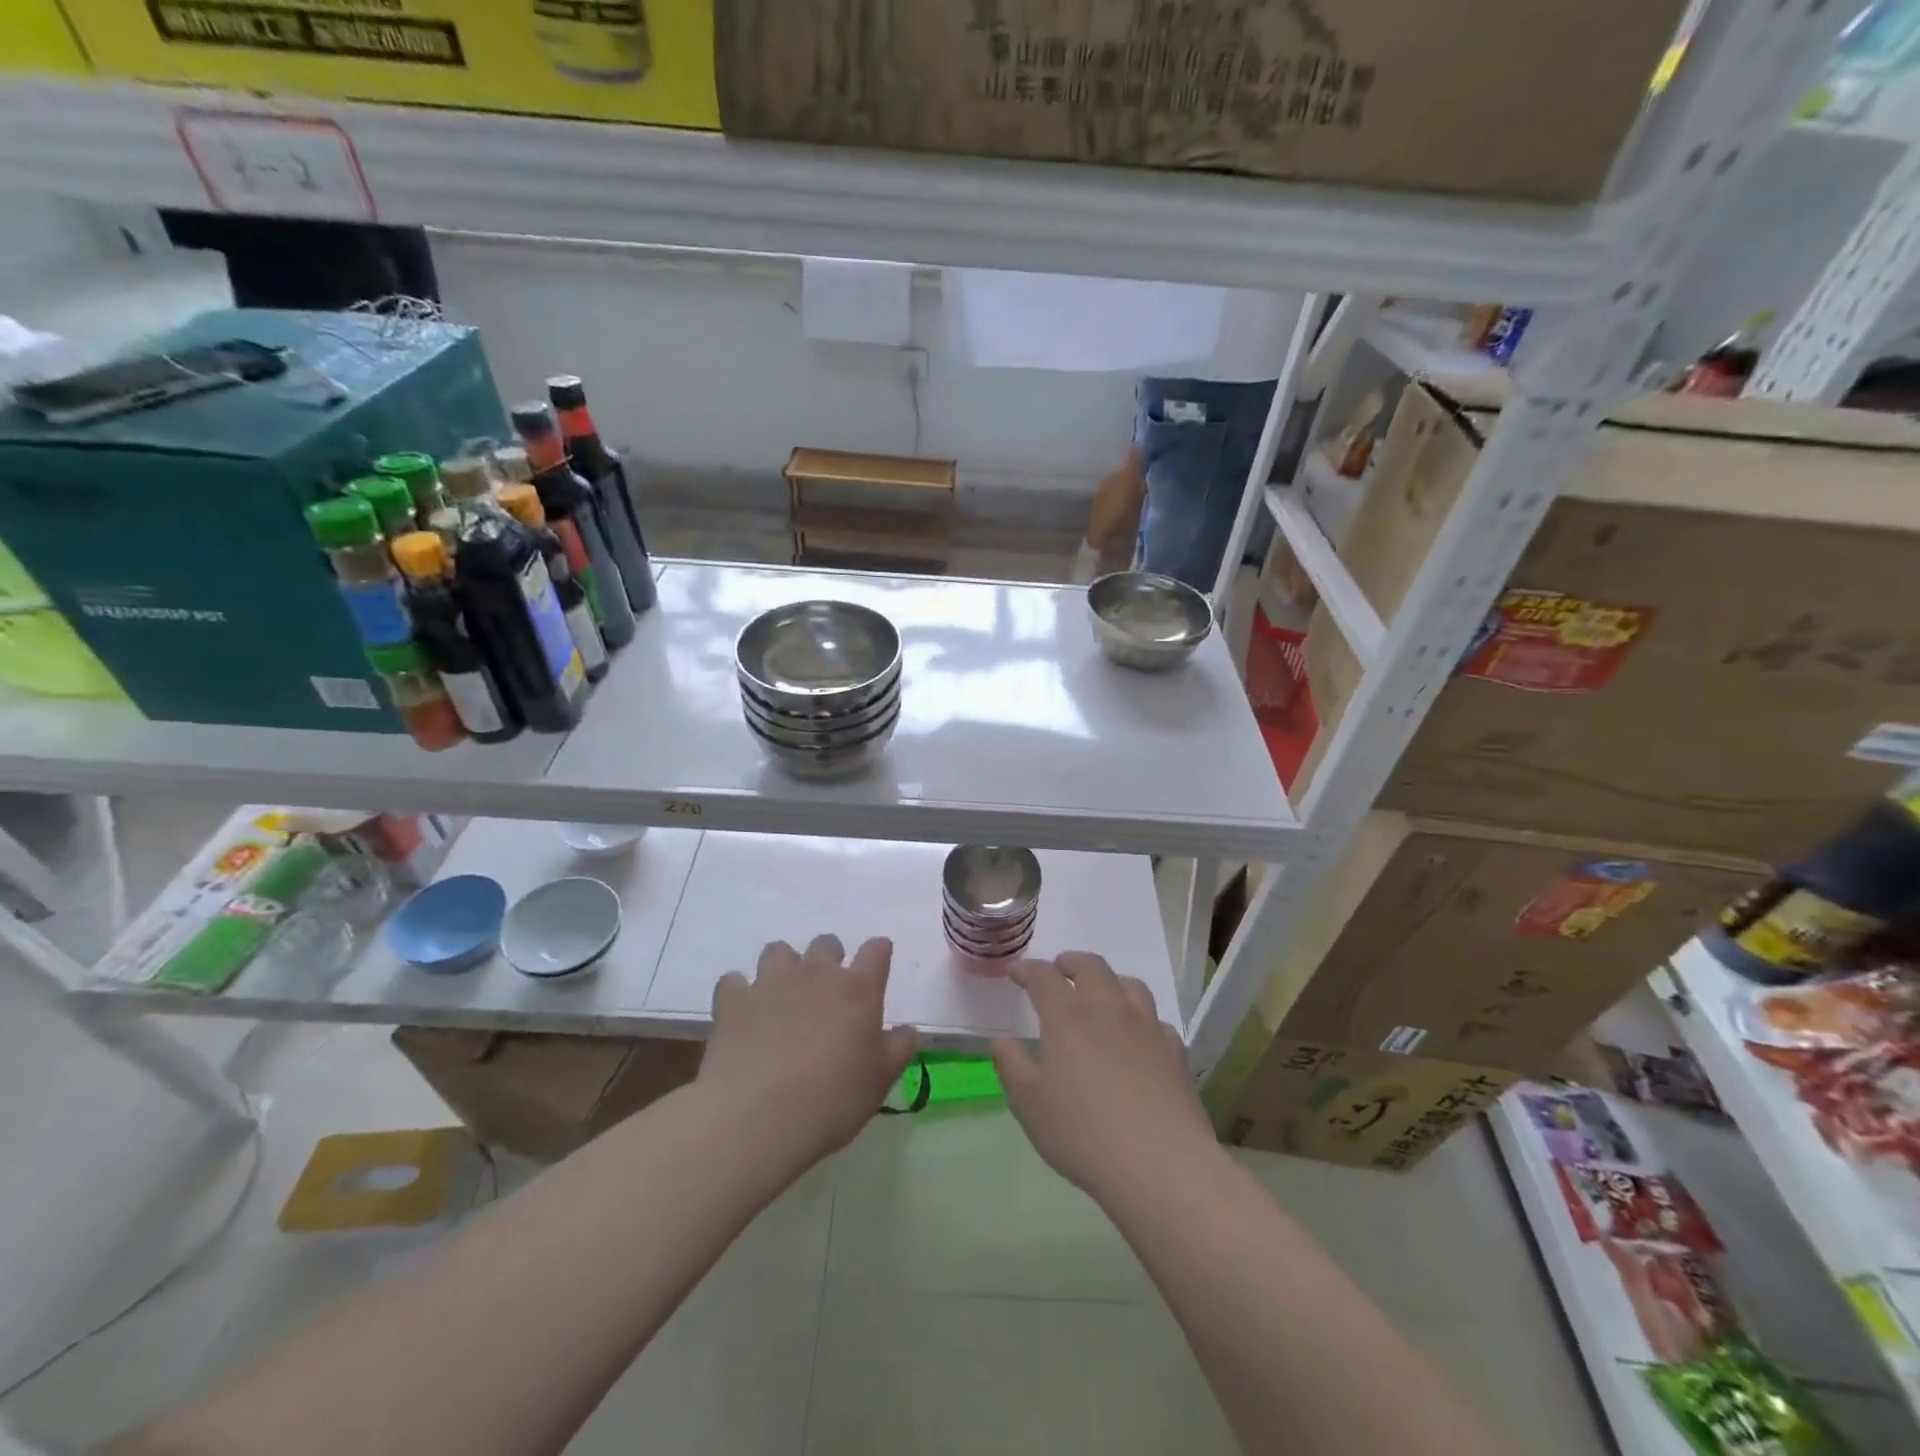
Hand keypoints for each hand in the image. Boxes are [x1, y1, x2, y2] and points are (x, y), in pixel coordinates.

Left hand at [701, 935, 917, 1167]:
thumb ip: (897, 1049)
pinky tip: (743, 1014)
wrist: (756, 1117)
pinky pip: (734, 980)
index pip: (876, 950)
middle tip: (827, 991)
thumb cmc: (832, 1101)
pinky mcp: (733, 999)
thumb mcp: (879, 1082)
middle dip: (829, 958)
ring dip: (784, 967)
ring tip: (782, 996)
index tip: (878, 965)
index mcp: (858, 989)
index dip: (879, 953)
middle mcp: (816, 973)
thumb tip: (907, 1030)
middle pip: (826, 943)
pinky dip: (740, 992)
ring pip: (778, 951)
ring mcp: (771, 982)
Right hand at [991, 952, 1214, 1200]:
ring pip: (1129, 984)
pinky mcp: (1174, 1050)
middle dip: (1070, 963)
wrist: (1160, 1163)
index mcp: (1068, 1015)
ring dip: (1109, 981)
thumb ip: (1011, 1065)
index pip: (1044, 976)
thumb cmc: (1083, 1132)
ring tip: (1101, 993)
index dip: (1027, 969)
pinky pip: (1156, 1019)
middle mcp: (1108, 1008)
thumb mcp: (1029, 1104)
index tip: (1016, 972)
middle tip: (1059, 969)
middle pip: (1091, 966)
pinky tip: (1138, 1035)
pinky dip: (1141, 1017)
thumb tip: (1002, 1040)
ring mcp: (1146, 1026)